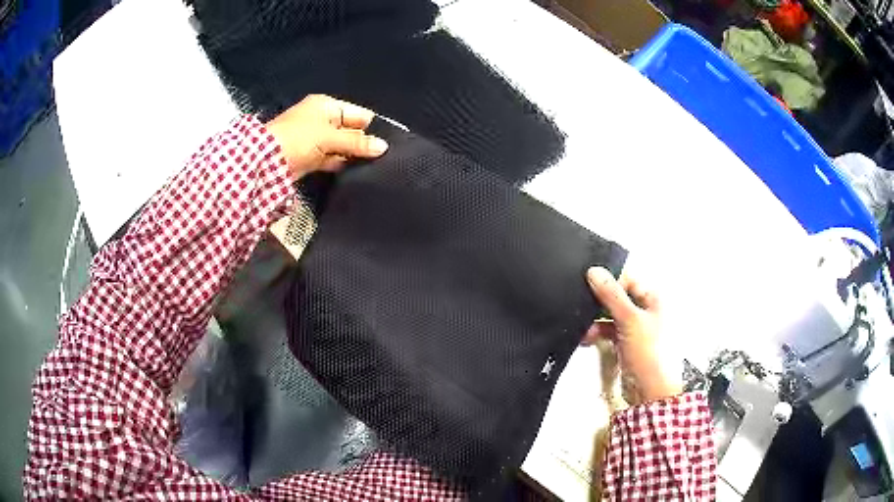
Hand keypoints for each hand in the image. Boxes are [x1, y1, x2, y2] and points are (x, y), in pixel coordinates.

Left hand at [266, 94, 388, 180]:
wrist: (266, 161)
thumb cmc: (298, 139)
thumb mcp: (329, 138)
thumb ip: (357, 142)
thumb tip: (383, 147)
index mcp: (327, 106)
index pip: (358, 114)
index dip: (371, 127)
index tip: (385, 143)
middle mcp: (323, 119)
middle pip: (351, 130)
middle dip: (363, 142)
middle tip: (381, 157)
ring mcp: (316, 139)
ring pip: (342, 146)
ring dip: (352, 154)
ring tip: (373, 166)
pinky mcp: (312, 156)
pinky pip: (333, 158)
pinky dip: (342, 163)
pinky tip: (356, 171)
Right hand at [583, 267, 680, 401]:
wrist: (650, 391)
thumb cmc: (651, 355)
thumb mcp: (630, 319)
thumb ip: (611, 295)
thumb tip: (595, 272)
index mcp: (655, 299)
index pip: (629, 280)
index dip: (610, 281)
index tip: (590, 284)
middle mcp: (647, 312)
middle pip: (619, 298)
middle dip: (600, 303)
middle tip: (583, 304)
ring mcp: (637, 329)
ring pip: (612, 316)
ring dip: (596, 320)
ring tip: (582, 325)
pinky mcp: (627, 344)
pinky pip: (609, 331)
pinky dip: (598, 333)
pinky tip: (586, 337)